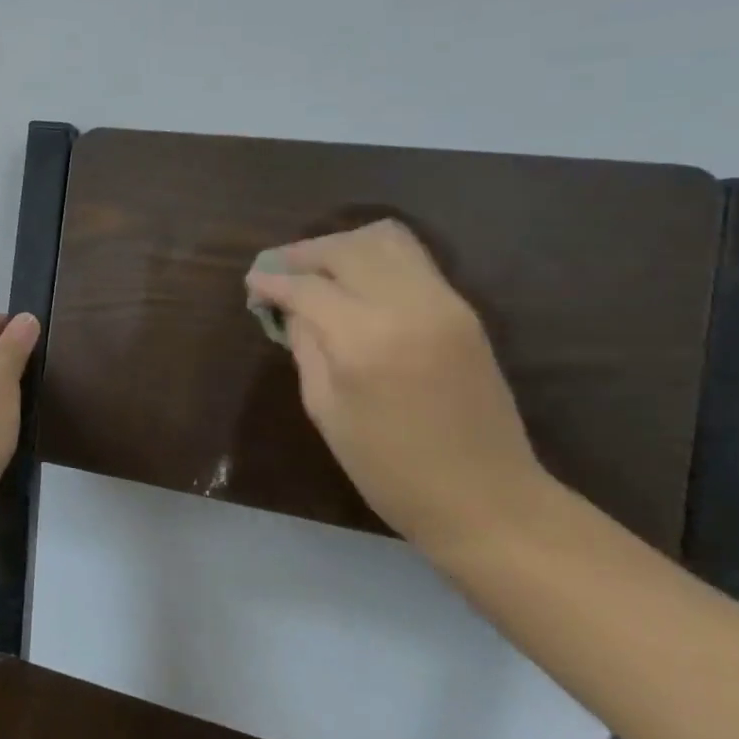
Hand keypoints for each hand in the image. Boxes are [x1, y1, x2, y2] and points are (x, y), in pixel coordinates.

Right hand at [246, 221, 547, 546]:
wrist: (486, 498)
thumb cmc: (389, 468)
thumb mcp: (325, 409)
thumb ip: (306, 347)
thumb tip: (290, 309)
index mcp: (365, 340)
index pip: (307, 287)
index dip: (272, 281)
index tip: (252, 284)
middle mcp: (407, 307)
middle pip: (346, 248)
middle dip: (304, 253)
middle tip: (278, 271)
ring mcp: (443, 303)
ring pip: (385, 239)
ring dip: (342, 246)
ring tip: (317, 270)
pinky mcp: (464, 309)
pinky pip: (411, 260)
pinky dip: (374, 258)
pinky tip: (353, 283)